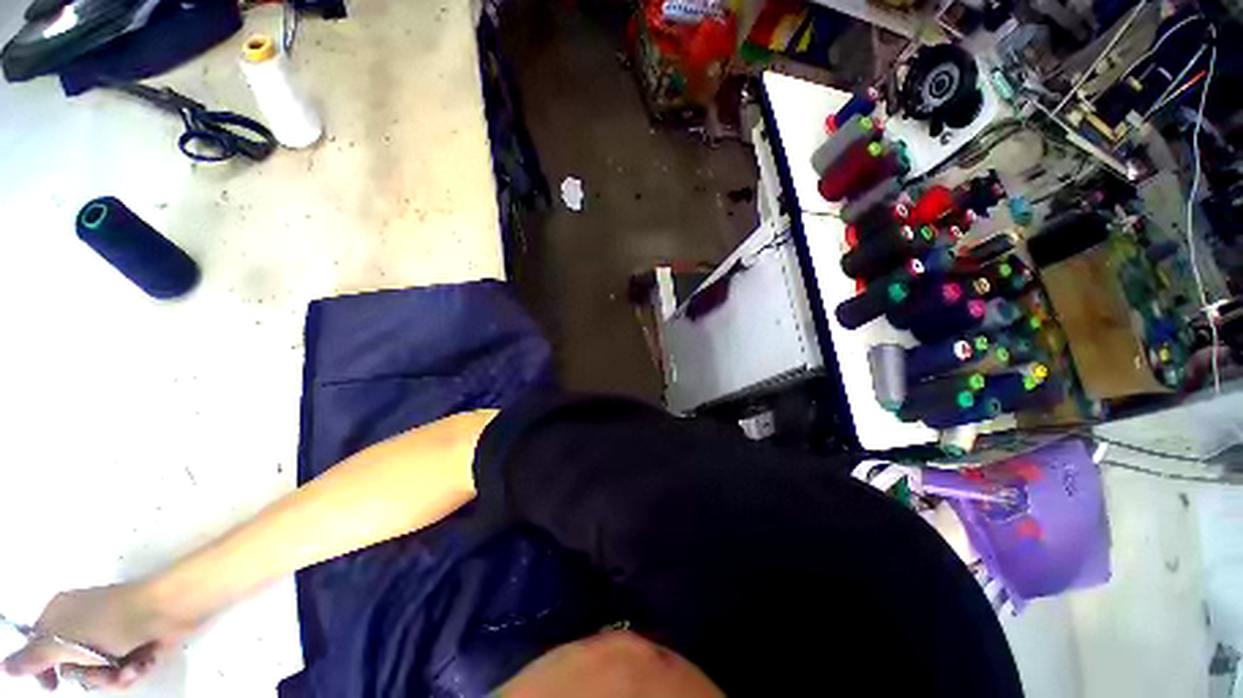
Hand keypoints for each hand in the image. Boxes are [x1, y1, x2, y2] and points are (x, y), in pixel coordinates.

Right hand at [3, 583, 191, 691]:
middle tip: (103, 670)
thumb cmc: (113, 621)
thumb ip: (35, 655)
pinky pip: (126, 668)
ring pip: (101, 671)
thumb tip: (5, 667)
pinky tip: (144, 660)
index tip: (51, 686)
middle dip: (90, 676)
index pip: (39, 645)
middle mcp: (82, 621)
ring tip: (129, 667)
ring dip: (115, 675)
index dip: (43, 669)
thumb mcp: (66, 640)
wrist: (169, 608)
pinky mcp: (135, 641)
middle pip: (73, 666)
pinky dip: (134, 669)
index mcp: (61, 613)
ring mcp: (110, 632)